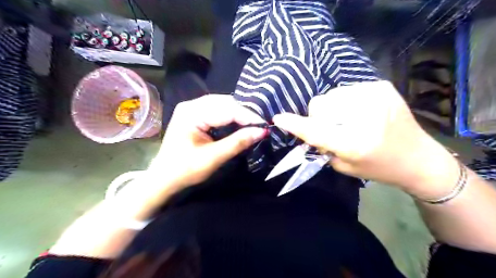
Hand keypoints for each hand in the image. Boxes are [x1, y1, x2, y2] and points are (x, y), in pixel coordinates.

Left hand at [149, 95, 267, 188]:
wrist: (164, 178)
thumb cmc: (185, 170)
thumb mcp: (213, 158)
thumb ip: (237, 143)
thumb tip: (262, 131)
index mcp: (191, 114)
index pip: (226, 109)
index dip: (248, 116)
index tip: (265, 125)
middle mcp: (191, 105)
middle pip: (225, 103)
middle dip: (244, 113)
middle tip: (260, 124)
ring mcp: (192, 108)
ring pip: (222, 104)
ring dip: (239, 113)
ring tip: (253, 123)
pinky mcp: (195, 115)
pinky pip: (217, 110)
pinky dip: (231, 115)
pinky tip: (240, 122)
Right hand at [273, 81, 458, 194]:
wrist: (418, 158)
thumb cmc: (378, 167)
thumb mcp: (344, 165)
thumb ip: (322, 146)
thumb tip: (307, 128)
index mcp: (356, 142)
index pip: (316, 130)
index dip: (295, 124)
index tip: (278, 118)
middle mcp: (366, 115)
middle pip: (320, 104)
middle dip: (319, 117)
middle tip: (332, 128)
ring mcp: (376, 96)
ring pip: (331, 95)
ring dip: (332, 108)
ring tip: (348, 120)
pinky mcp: (382, 86)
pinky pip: (346, 90)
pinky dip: (345, 102)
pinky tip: (360, 112)